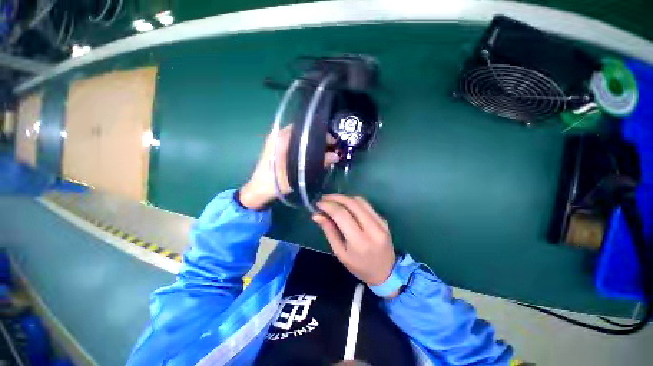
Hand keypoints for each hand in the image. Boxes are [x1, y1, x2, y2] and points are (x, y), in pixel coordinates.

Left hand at [240, 125, 339, 209]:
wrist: (259, 190)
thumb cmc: (276, 182)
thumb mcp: (299, 173)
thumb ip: (318, 164)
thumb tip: (336, 156)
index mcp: (281, 137)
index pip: (305, 128)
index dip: (321, 133)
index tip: (332, 141)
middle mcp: (279, 135)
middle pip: (303, 132)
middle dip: (318, 139)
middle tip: (331, 147)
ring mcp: (277, 142)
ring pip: (300, 138)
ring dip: (312, 144)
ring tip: (325, 151)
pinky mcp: (277, 149)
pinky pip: (295, 144)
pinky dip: (305, 148)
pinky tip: (313, 155)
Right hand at [313, 195, 396, 288]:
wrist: (385, 272)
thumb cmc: (359, 266)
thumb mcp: (340, 252)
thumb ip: (329, 231)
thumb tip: (317, 215)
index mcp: (359, 241)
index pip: (341, 214)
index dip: (328, 206)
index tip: (318, 203)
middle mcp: (372, 228)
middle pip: (351, 203)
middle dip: (335, 198)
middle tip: (324, 198)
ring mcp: (380, 222)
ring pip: (360, 201)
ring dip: (344, 197)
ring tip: (333, 200)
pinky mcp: (383, 220)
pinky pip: (367, 205)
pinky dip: (354, 202)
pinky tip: (346, 205)